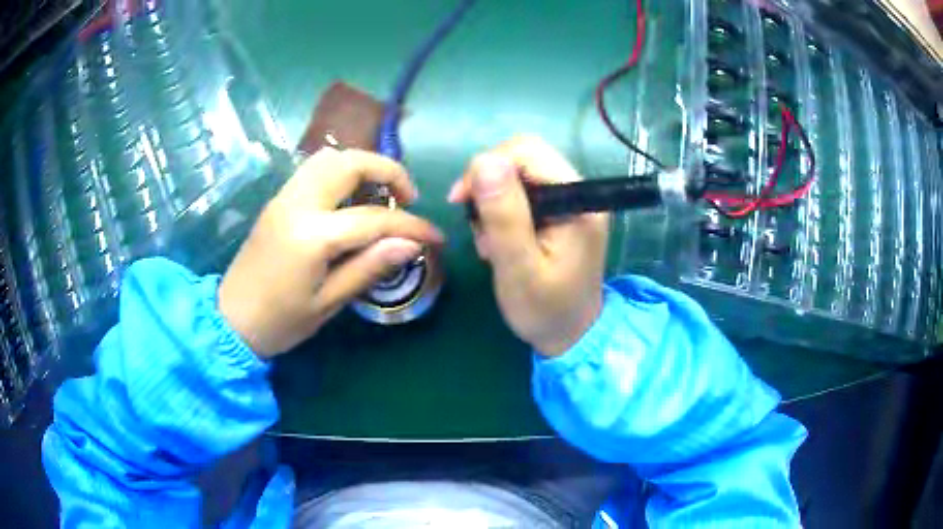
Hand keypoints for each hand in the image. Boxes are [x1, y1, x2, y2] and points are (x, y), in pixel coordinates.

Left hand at [219, 148, 443, 357]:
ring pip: (329, 157)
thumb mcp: (329, 303)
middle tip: (406, 199)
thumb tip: (411, 244)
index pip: (373, 218)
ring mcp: (284, 197)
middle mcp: (297, 203)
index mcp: (311, 235)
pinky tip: (350, 201)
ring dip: (361, 166)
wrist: (231, 320)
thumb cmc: (281, 322)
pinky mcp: (278, 200)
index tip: (436, 237)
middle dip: (387, 171)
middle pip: (349, 162)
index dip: (411, 226)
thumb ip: (369, 267)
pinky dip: (340, 173)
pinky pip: (314, 170)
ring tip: (378, 195)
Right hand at [448, 136, 608, 356]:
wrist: (571, 336)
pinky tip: (500, 241)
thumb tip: (484, 160)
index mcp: (578, 201)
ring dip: (494, 201)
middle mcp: (580, 192)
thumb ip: (504, 215)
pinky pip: (524, 192)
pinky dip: (502, 211)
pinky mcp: (561, 212)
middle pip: (524, 158)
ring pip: (520, 174)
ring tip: (490, 242)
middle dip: (490, 185)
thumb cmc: (546, 310)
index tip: (461, 201)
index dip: (488, 166)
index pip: (528, 152)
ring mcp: (571, 201)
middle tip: (476, 224)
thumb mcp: (519, 268)